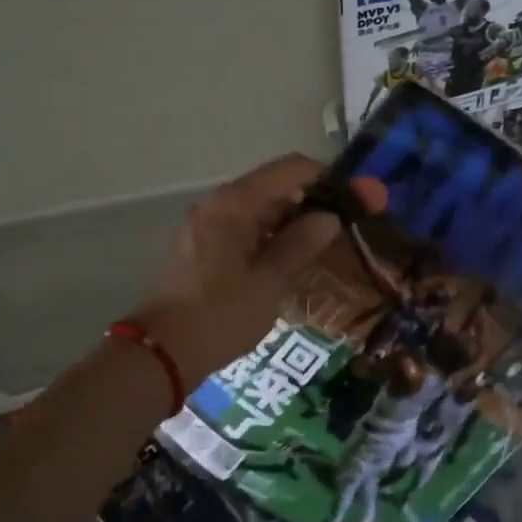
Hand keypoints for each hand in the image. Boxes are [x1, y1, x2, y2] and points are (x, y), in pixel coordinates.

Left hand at [129, 154, 387, 389]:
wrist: (161, 353)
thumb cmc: (219, 316)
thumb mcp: (269, 282)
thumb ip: (301, 244)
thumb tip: (330, 217)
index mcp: (235, 203)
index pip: (292, 169)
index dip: (331, 178)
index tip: (361, 199)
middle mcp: (220, 203)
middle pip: (278, 186)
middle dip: (317, 199)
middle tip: (353, 223)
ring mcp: (210, 223)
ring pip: (264, 208)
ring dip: (297, 219)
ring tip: (332, 242)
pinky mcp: (206, 245)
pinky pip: (249, 226)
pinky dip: (275, 234)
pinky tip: (297, 256)